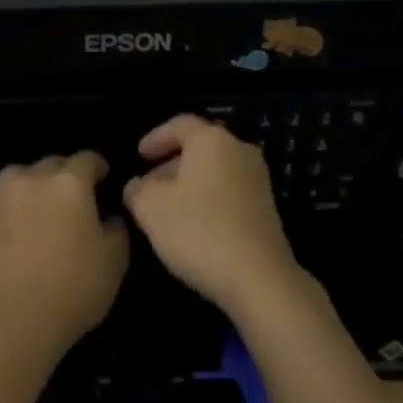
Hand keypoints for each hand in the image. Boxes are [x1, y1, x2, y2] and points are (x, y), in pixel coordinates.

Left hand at [0, 151, 129, 361]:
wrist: (16, 320)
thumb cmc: (75, 287)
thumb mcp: (115, 260)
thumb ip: (116, 229)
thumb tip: (108, 218)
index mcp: (69, 183)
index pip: (87, 159)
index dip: (98, 167)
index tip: (104, 178)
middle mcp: (32, 182)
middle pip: (51, 164)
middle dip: (65, 174)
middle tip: (75, 198)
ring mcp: (1, 203)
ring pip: (17, 178)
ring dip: (31, 185)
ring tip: (41, 207)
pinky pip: (1, 209)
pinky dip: (12, 214)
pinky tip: (20, 236)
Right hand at [124, 114, 310, 322]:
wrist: (258, 277)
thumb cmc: (198, 231)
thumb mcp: (150, 208)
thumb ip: (137, 190)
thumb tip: (136, 185)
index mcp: (212, 140)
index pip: (179, 124)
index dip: (154, 137)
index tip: (138, 155)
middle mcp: (239, 151)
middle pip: (199, 148)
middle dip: (170, 164)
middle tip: (147, 186)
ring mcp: (258, 180)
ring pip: (214, 171)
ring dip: (188, 184)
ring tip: (165, 209)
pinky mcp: (266, 208)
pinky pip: (228, 192)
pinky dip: (206, 199)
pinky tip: (191, 226)